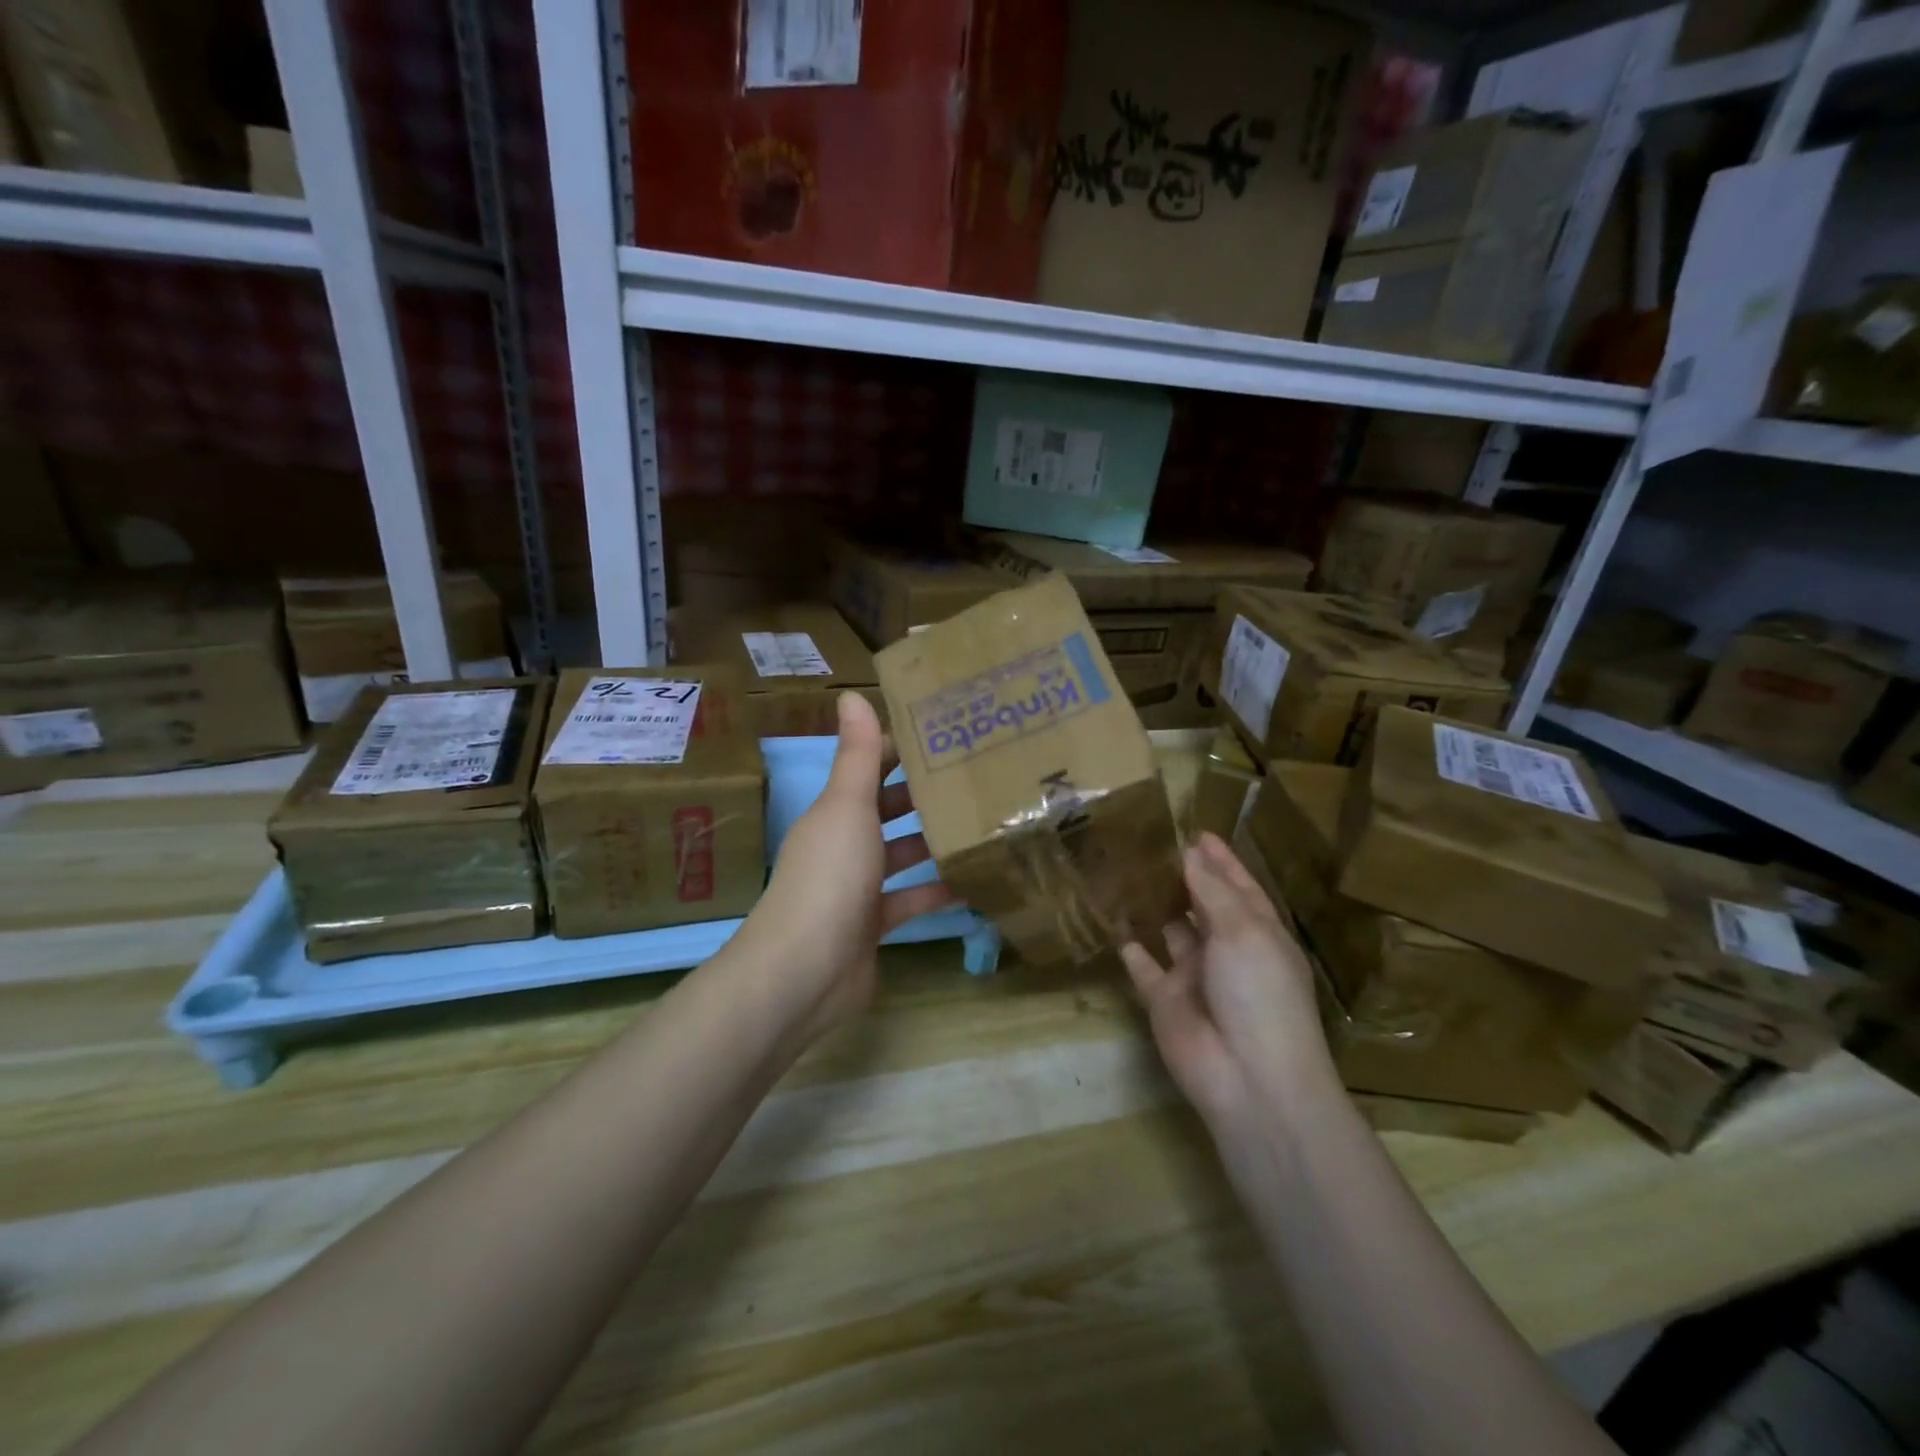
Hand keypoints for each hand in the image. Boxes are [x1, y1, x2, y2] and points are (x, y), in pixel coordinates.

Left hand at [739, 692, 957, 1047]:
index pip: (869, 768)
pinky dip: (936, 892)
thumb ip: (857, 754)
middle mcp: (843, 844)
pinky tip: (974, 881)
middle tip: (977, 778)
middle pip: (887, 811)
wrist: (805, 971)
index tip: (948, 736)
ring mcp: (857, 888)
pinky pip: (910, 900)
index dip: (902, 750)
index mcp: (834, 812)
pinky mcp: (872, 925)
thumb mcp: (847, 807)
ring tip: (983, 823)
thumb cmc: (829, 876)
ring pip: (901, 855)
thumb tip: (851, 693)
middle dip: (924, 795)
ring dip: (933, 842)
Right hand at [1120, 833, 1329, 1127]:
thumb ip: (1213, 890)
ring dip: (1154, 907)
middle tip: (1149, 844)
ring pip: (1171, 932)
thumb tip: (1192, 853)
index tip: (1196, 832)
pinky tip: (1112, 922)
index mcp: (1258, 933)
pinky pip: (1143, 966)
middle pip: (1203, 905)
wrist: (1248, 1077)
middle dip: (1182, 877)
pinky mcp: (1164, 999)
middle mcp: (1227, 951)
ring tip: (1126, 871)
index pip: (1238, 887)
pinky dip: (1131, 947)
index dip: (1220, 860)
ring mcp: (1194, 976)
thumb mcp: (1243, 931)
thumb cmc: (1259, 993)